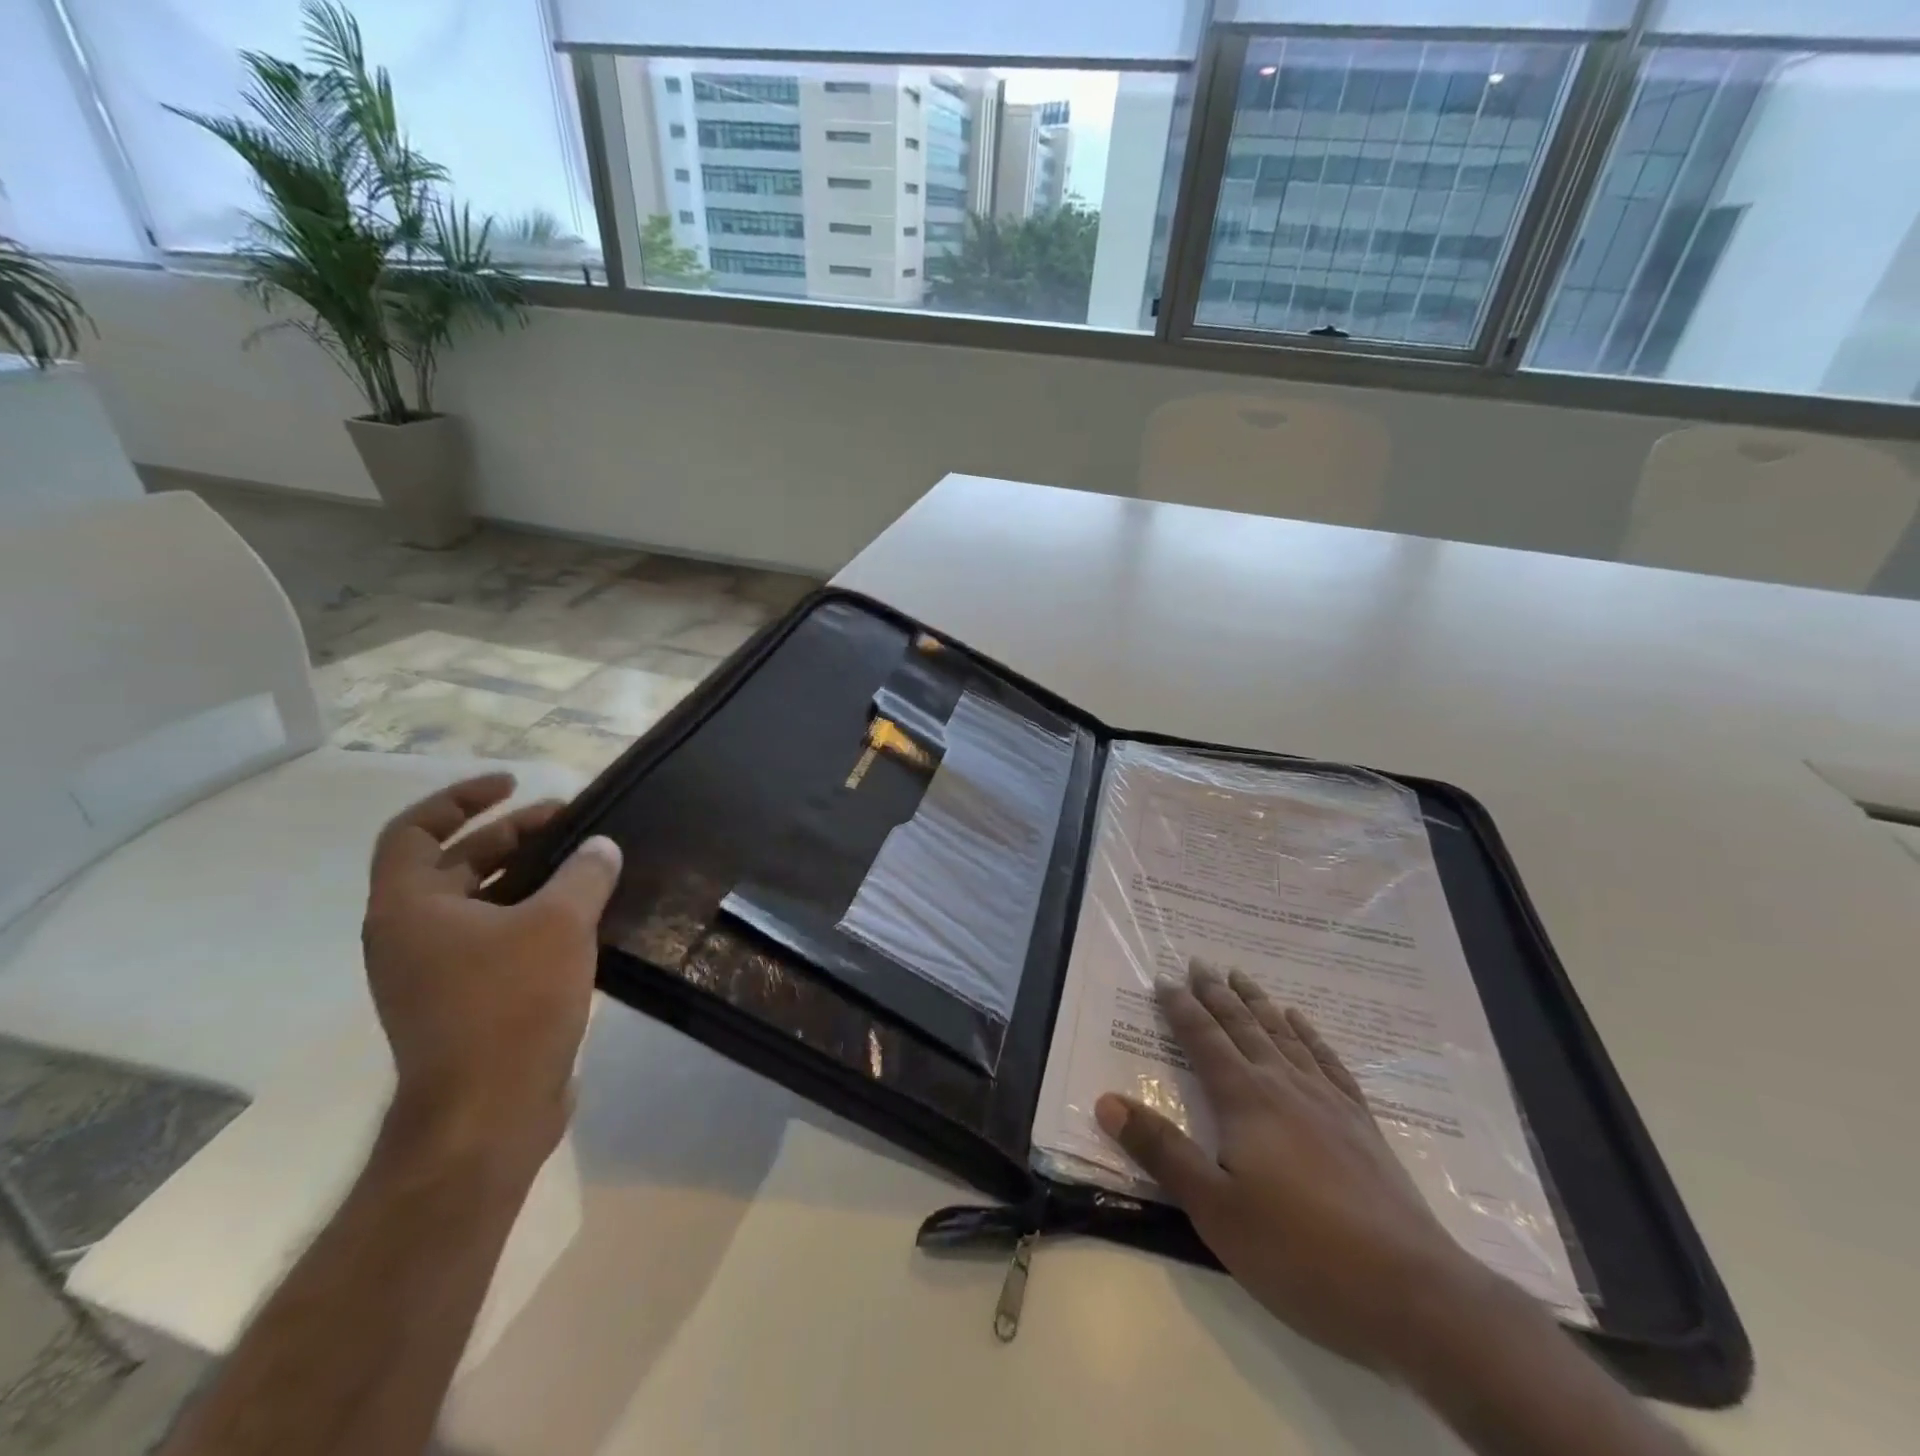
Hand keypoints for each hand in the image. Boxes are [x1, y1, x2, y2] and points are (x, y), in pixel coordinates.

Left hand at [361, 773, 621, 1177]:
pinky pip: (498, 939)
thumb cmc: (510, 1005)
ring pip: (482, 903)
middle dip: (513, 835)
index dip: (461, 798)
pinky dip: (534, 917)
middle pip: (456, 863)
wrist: (487, 1115)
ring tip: (585, 866)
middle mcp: (412, 936)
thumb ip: (584, 873)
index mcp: (409, 908)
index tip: (514, 785)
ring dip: (529, 877)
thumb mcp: (559, 924)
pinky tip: (584, 918)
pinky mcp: (466, 1003)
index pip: (415, 830)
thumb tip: (601, 846)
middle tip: (571, 823)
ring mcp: (436, 974)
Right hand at [1095, 963, 1487, 1375]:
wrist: (1411, 1292)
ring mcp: (1328, 1101)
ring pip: (1284, 1035)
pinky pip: (1328, 1061)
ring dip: (1259, 1003)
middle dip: (1217, 994)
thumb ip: (1161, 1151)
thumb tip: (1106, 1101)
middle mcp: (1284, 1085)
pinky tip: (1302, 1024)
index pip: (1204, 1040)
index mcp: (1245, 1100)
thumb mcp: (1214, 1209)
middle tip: (1200, 963)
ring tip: (1242, 977)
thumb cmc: (1299, 1251)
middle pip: (1242, 1026)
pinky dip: (1310, 1035)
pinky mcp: (1361, 1124)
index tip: (1163, 980)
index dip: (1181, 1009)